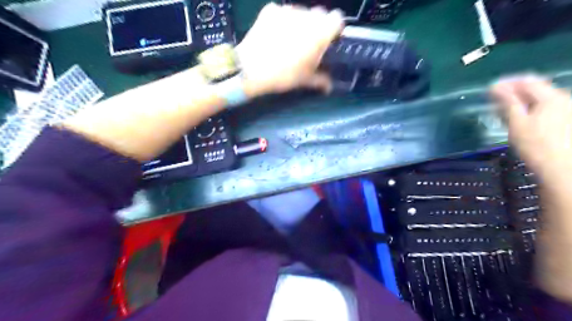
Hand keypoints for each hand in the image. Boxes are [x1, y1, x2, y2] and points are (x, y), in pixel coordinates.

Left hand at [237, 2, 343, 95]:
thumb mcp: (305, 80)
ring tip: (289, 40)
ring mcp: (287, 10)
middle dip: (317, 26)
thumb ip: (321, 80)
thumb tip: (329, 87)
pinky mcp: (270, 10)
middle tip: (309, 43)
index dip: (334, 29)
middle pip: (319, 14)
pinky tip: (275, 35)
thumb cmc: (284, 75)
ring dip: (300, 23)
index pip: (337, 19)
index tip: (329, 40)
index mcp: (320, 32)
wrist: (251, 69)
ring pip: (300, 12)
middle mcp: (306, 16)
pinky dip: (283, 21)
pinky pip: (282, 12)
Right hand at [490, 75, 571, 185]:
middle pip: (536, 88)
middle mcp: (564, 99)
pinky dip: (530, 108)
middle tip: (495, 99)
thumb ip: (507, 102)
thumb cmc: (536, 145)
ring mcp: (567, 110)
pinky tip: (521, 117)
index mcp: (551, 97)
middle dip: (514, 91)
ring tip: (505, 108)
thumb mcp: (517, 123)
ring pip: (541, 98)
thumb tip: (495, 87)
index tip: (490, 88)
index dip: (507, 82)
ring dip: (522, 100)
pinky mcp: (566, 121)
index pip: (527, 81)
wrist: (562, 168)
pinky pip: (546, 107)